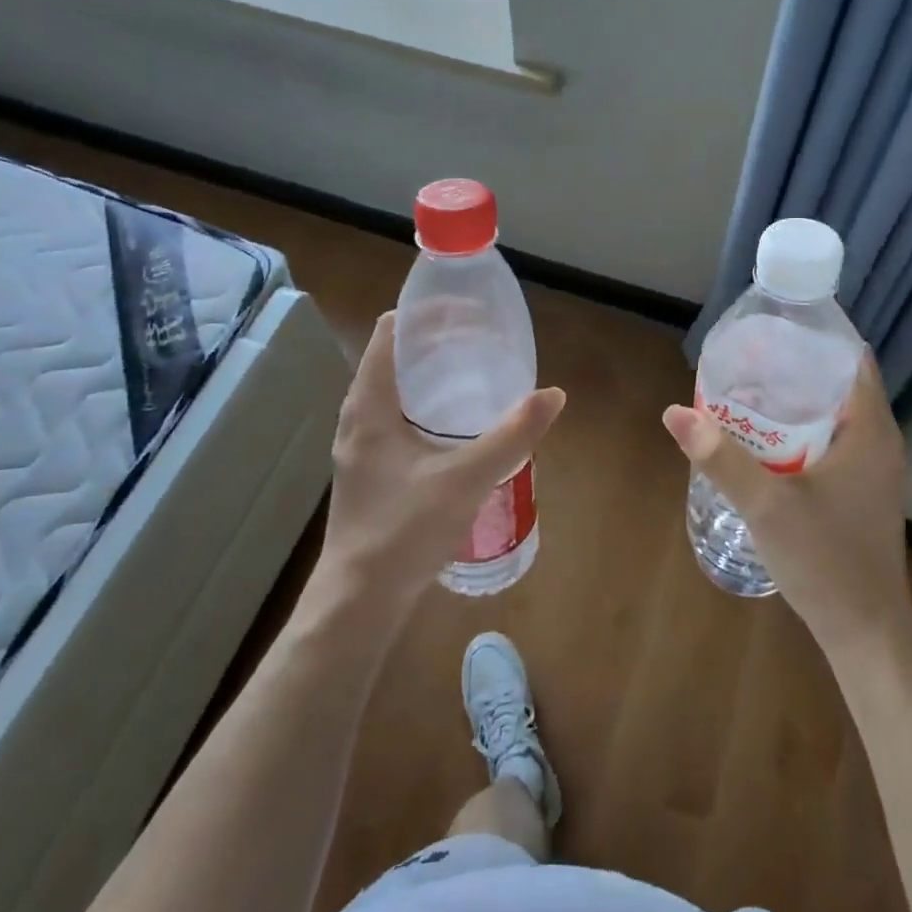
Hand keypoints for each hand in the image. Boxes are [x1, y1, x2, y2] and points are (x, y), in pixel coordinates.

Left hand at [317, 313, 564, 618]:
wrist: (359, 600)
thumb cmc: (404, 530)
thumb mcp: (466, 479)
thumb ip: (512, 436)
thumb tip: (554, 395)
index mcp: (369, 406)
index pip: (389, 334)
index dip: (425, 314)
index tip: (466, 311)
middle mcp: (357, 418)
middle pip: (391, 359)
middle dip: (433, 343)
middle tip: (479, 340)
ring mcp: (359, 447)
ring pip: (391, 392)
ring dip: (427, 376)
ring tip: (471, 374)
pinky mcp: (368, 472)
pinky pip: (393, 419)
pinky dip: (422, 407)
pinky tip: (453, 428)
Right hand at [663, 351, 910, 655]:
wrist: (864, 630)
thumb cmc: (825, 559)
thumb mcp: (766, 505)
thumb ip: (721, 457)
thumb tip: (675, 412)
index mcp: (870, 430)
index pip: (850, 358)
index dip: (811, 337)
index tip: (767, 329)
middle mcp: (878, 441)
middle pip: (836, 383)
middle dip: (790, 368)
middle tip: (742, 361)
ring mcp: (871, 469)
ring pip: (831, 415)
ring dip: (792, 401)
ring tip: (744, 392)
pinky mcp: (860, 492)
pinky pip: (829, 442)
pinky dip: (798, 431)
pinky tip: (761, 441)